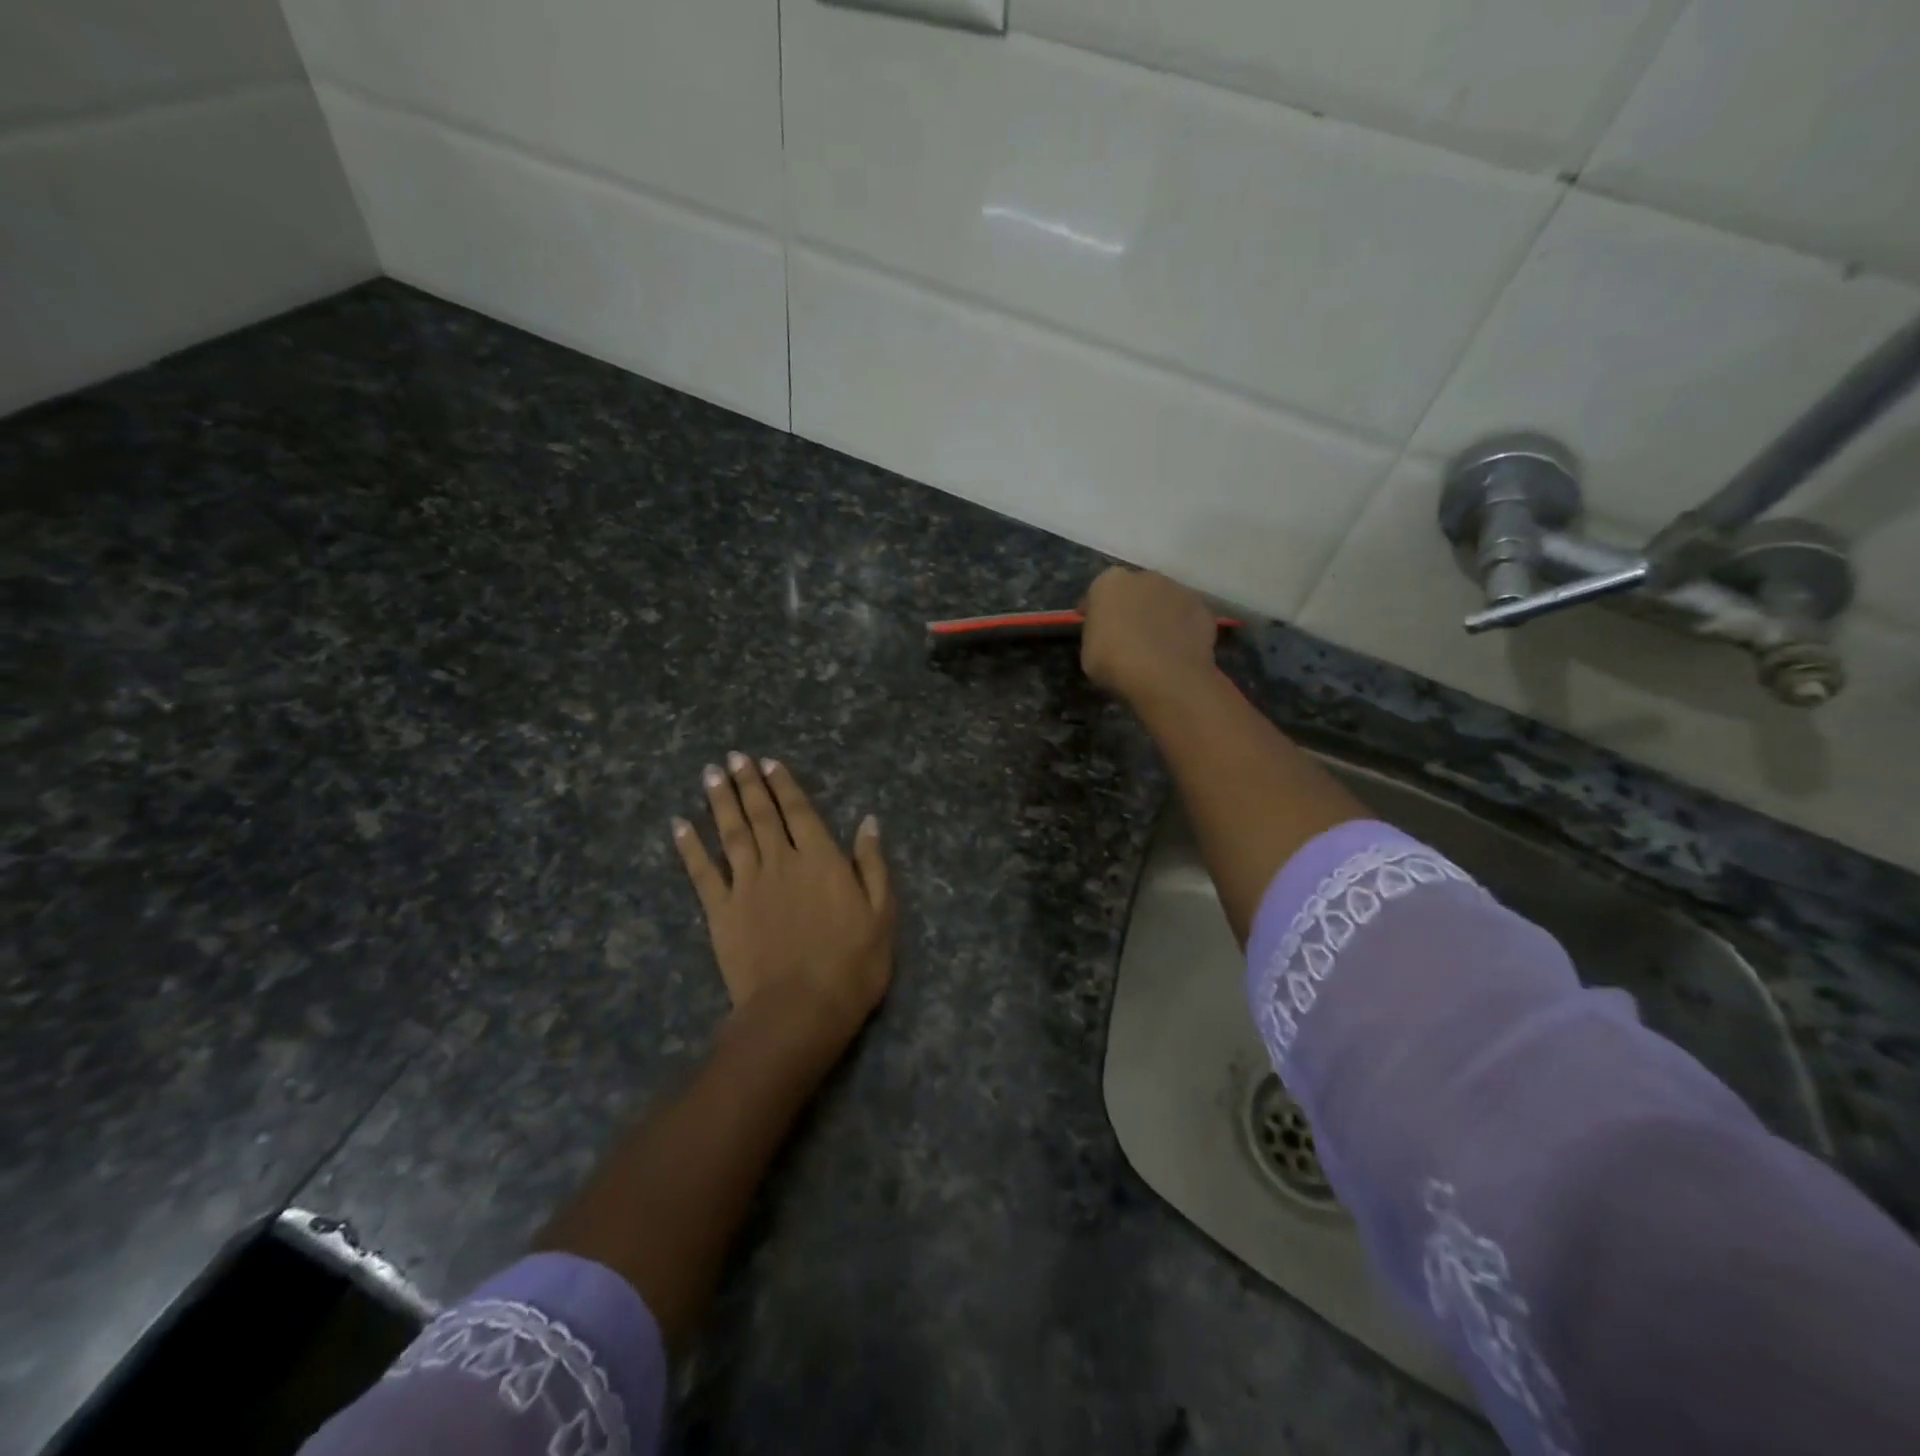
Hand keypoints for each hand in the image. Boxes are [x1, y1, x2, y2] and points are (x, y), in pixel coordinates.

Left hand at [674, 753, 894, 1045]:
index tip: (769, 763)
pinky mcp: (721, 912)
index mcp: (821, 860)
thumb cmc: (852, 965)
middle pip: (762, 814)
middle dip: (748, 783)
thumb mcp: (882, 914)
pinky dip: (690, 847)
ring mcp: (747, 885)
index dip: (784, 786)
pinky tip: (680, 825)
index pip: (800, 812)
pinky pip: (702, 873)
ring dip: (720, 802)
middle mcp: (781, 862)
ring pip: (731, 833)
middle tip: (734, 757)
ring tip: (710, 774)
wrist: (800, 1010)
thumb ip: (872, 865)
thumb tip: (868, 822)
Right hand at [1080, 566, 1221, 706]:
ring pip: (1164, 601)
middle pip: (1135, 590)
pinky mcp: (1203, 609)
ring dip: (1160, 616)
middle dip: (1132, 607)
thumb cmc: (1115, 663)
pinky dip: (1183, 629)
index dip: (1097, 610)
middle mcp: (1145, 577)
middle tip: (1128, 635)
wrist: (1165, 676)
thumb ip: (1097, 633)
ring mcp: (1179, 590)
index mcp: (1110, 583)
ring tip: (1157, 644)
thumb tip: (1107, 633)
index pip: (1098, 592)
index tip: (1096, 628)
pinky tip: (1178, 651)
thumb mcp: (1088, 651)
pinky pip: (1186, 618)